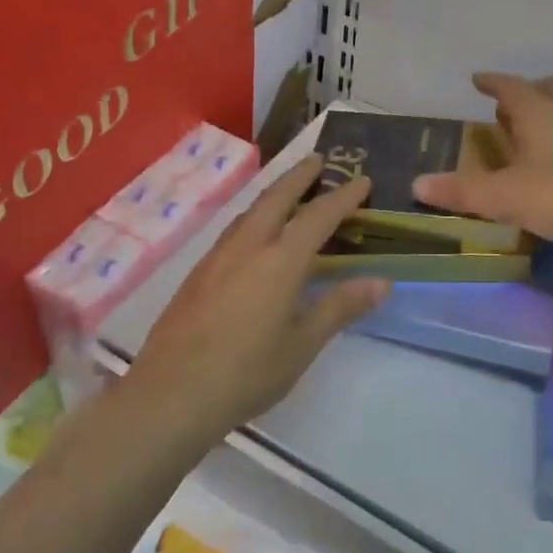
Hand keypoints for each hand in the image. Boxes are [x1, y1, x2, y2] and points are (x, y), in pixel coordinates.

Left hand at [126, 157, 388, 443]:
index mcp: (280, 260)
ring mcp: (218, 256)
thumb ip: (340, 307)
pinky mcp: (198, 272)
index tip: (362, 180)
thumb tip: (381, 282)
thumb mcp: (302, 344)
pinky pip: (234, 228)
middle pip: (277, 197)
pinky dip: (254, 216)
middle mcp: (248, 246)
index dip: (343, 197)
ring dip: (274, 193)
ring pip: (251, 210)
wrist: (171, 393)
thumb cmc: (246, 373)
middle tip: (319, 159)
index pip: (318, 216)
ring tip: (290, 191)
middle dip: (300, 175)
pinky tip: (255, 234)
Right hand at [413, 72, 552, 253]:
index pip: (511, 87)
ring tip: (537, 134)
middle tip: (510, 107)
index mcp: (538, 113)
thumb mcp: (503, 197)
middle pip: (550, 88)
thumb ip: (461, 191)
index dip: (492, 82)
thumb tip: (416, 184)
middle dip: (529, 91)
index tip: (478, 79)